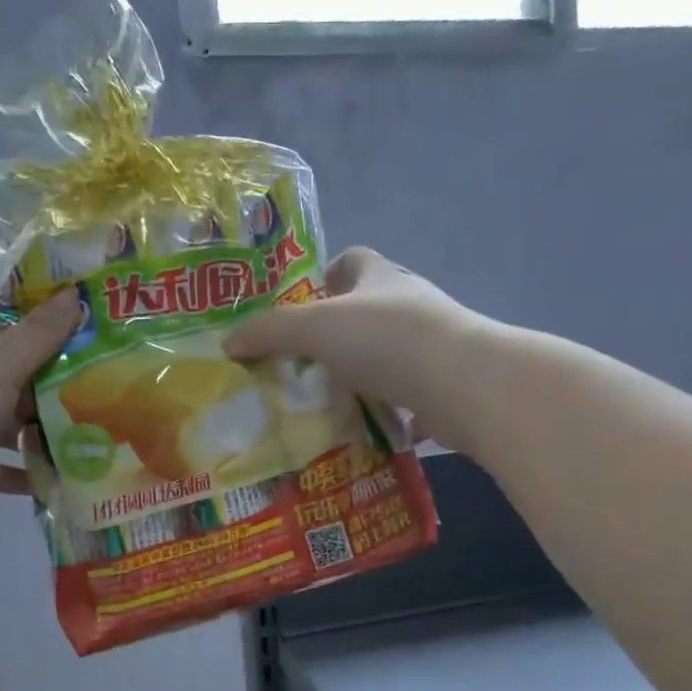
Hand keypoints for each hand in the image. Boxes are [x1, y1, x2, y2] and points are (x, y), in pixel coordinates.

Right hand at [224, 248, 485, 450]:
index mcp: (381, 277)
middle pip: (368, 311)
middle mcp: (410, 304)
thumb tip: (228, 342)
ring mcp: (432, 345)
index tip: (301, 309)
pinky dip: (389, 411)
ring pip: (387, 356)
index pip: (352, 260)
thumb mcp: (314, 328)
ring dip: (361, 375)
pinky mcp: (445, 384)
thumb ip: (269, 332)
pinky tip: (366, 430)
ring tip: (327, 401)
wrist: (463, 384)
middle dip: (336, 335)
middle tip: (301, 365)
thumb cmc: (386, 340)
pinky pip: (408, 395)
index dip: (325, 276)